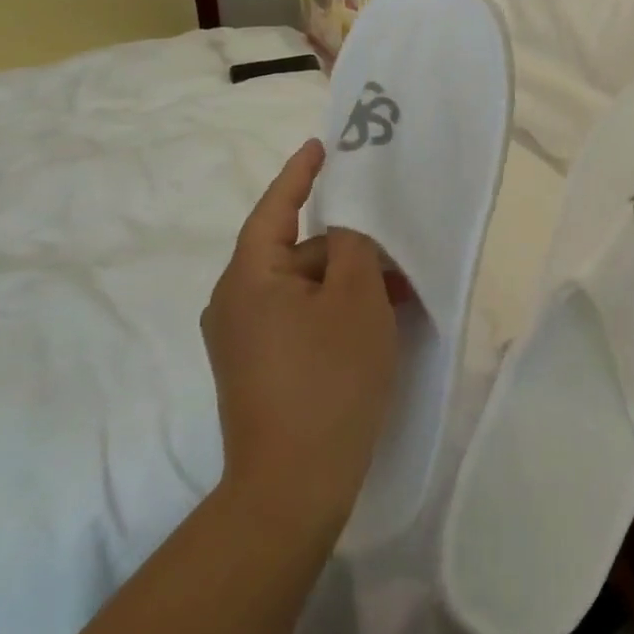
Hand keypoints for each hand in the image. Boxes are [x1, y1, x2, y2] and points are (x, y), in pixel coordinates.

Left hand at [201, 139, 397, 544]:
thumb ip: (354, 245)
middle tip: (394, 241)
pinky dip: (334, 308)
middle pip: (295, 251)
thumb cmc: (327, 378)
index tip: (322, 145)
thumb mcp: (356, 298)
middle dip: (345, 243)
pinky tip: (375, 319)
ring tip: (398, 286)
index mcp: (248, 277)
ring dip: (347, 280)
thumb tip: (345, 225)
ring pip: (302, 287)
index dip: (301, 174)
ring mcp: (243, 340)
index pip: (275, 208)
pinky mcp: (258, 368)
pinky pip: (299, 317)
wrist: (292, 488)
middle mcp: (235, 303)